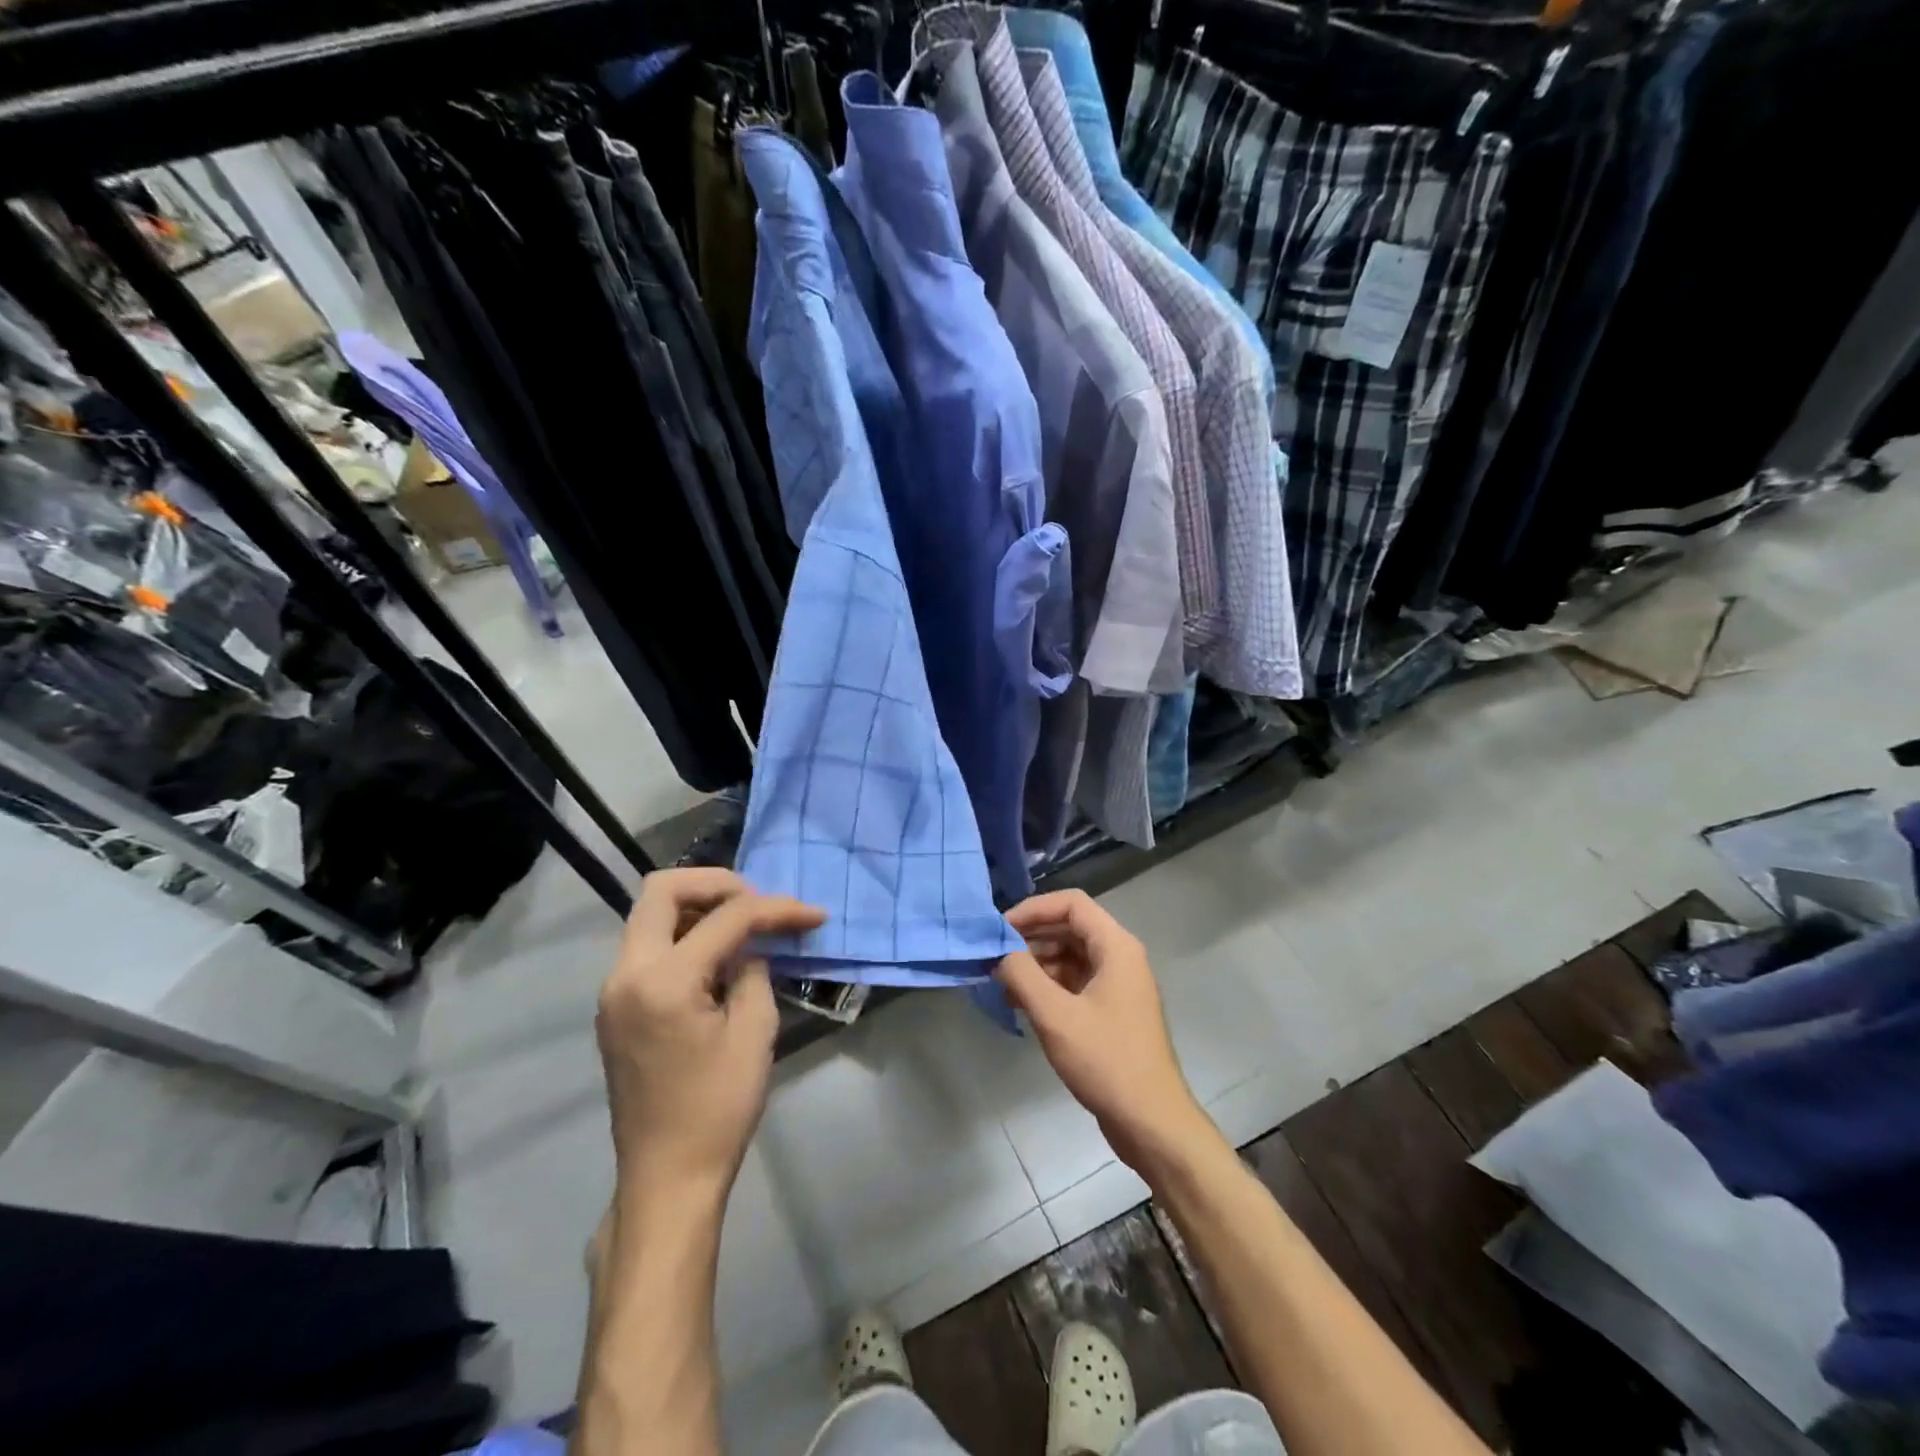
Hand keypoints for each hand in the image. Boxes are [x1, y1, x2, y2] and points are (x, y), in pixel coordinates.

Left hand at [596, 868, 825, 1201]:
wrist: (667, 1178)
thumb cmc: (718, 1109)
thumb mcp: (754, 1032)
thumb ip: (754, 970)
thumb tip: (752, 945)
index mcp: (663, 981)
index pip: (725, 918)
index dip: (775, 908)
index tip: (812, 915)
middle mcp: (626, 973)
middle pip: (662, 890)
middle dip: (717, 884)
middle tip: (758, 902)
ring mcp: (614, 990)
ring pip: (650, 914)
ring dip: (698, 907)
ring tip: (744, 926)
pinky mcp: (616, 1006)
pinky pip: (648, 946)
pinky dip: (684, 934)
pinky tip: (718, 956)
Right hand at [996, 890, 1217, 1180]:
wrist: (1151, 1123)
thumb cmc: (1106, 1061)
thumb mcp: (1055, 1016)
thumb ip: (1022, 975)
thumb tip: (998, 951)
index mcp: (1116, 947)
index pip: (1071, 904)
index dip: (1033, 909)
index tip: (1000, 929)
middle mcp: (1120, 958)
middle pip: (1070, 928)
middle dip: (1031, 938)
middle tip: (995, 957)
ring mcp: (1118, 985)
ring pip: (1071, 956)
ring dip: (1036, 964)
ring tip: (1003, 983)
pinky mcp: (1112, 1011)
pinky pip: (1076, 982)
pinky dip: (1049, 986)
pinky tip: (1021, 1003)